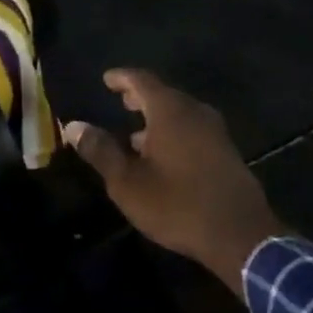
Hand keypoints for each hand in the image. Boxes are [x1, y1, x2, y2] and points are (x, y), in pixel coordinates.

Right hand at [65, 70, 280, 295]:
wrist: (240, 235)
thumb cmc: (177, 204)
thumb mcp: (127, 182)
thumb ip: (100, 151)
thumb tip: (73, 126)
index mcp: (170, 111)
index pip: (142, 80)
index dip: (122, 78)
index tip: (106, 79)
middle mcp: (195, 112)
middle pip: (164, 94)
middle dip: (140, 96)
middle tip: (120, 101)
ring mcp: (216, 132)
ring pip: (181, 113)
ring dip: (158, 118)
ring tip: (136, 134)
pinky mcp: (227, 152)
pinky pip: (194, 130)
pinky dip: (175, 132)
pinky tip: (164, 156)